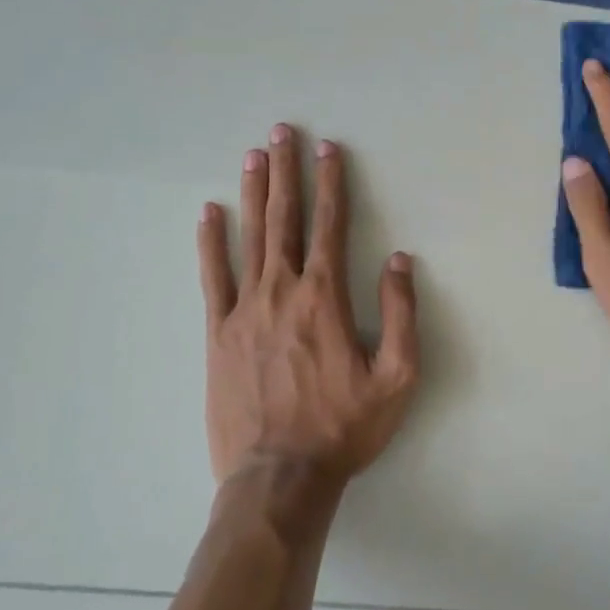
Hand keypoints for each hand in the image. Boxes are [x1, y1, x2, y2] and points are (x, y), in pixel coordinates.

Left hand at [198, 125, 419, 488]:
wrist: (279, 477)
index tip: (329, 149)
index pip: (330, 225)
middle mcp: (282, 291)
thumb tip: (398, 260)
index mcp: (325, 298)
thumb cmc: (344, 428)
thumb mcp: (397, 378)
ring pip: (249, 237)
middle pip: (285, 219)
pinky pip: (212, 277)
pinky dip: (210, 242)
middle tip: (282, 133)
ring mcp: (244, 310)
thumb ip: (401, 314)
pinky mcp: (217, 333)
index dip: (332, 184)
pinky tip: (209, 213)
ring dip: (254, 193)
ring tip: (253, 156)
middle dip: (287, 172)